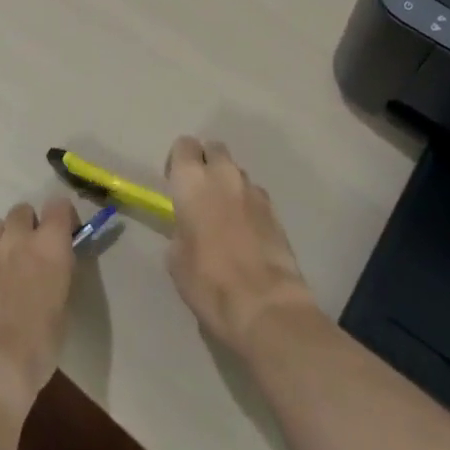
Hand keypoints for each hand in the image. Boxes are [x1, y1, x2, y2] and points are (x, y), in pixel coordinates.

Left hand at [0, 198, 78, 419]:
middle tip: (29, 252)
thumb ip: (56, 279)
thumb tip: (50, 273)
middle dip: (27, 225)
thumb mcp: (61, 311)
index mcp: (51, 246)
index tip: (64, 236)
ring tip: (1, 265)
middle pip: (22, 210)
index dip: (62, 217)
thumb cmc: (36, 347)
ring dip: (1, 240)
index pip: (59, 205)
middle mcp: (19, 238)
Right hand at [165, 136, 316, 357]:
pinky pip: (254, 195)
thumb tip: (190, 227)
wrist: (263, 303)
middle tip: (199, 195)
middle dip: (206, 163)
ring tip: (223, 218)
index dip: (178, 162)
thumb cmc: (208, 281)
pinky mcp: (275, 209)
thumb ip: (181, 228)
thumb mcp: (176, 258)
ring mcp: (253, 189)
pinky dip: (246, 205)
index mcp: (193, 180)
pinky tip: (244, 234)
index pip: (184, 145)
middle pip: (214, 149)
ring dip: (228, 185)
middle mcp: (224, 174)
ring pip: (236, 172)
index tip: (174, 184)